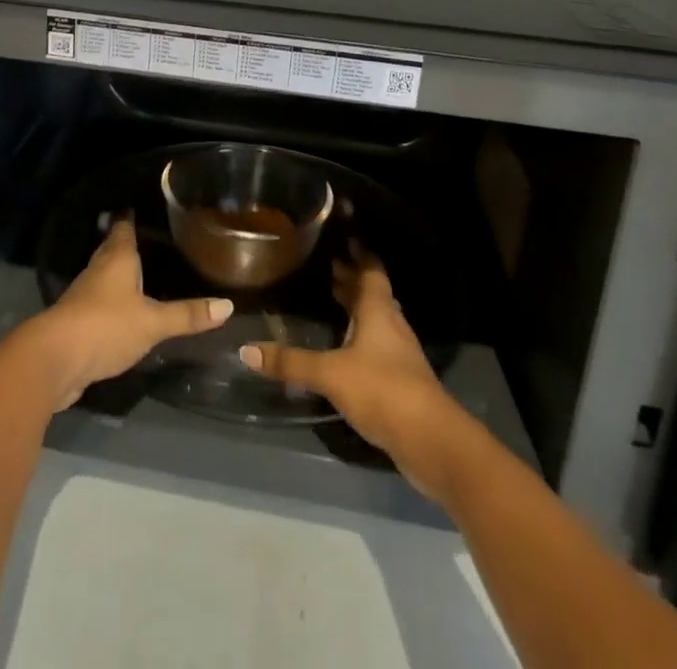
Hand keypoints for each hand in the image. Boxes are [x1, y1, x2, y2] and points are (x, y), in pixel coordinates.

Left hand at [27, 218, 233, 410]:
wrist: (55, 359)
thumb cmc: (106, 325)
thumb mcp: (153, 322)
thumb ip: (188, 315)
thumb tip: (228, 306)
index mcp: (117, 258)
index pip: (124, 227)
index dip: (132, 216)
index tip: (142, 205)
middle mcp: (99, 270)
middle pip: (113, 249)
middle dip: (127, 244)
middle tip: (150, 237)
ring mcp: (85, 296)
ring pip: (106, 276)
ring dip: (120, 274)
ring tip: (142, 272)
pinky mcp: (78, 322)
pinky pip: (100, 303)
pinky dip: (113, 302)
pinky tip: (125, 310)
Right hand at [239, 245, 454, 475]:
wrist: (431, 441)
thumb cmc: (382, 389)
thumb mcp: (331, 374)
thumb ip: (291, 362)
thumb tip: (246, 350)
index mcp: (378, 311)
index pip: (371, 271)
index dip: (360, 253)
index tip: (345, 235)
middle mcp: (391, 325)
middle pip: (373, 294)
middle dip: (352, 279)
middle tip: (328, 264)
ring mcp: (399, 354)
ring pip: (376, 320)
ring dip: (357, 308)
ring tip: (333, 299)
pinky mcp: (401, 381)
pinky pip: (377, 346)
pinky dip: (361, 337)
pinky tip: (345, 347)